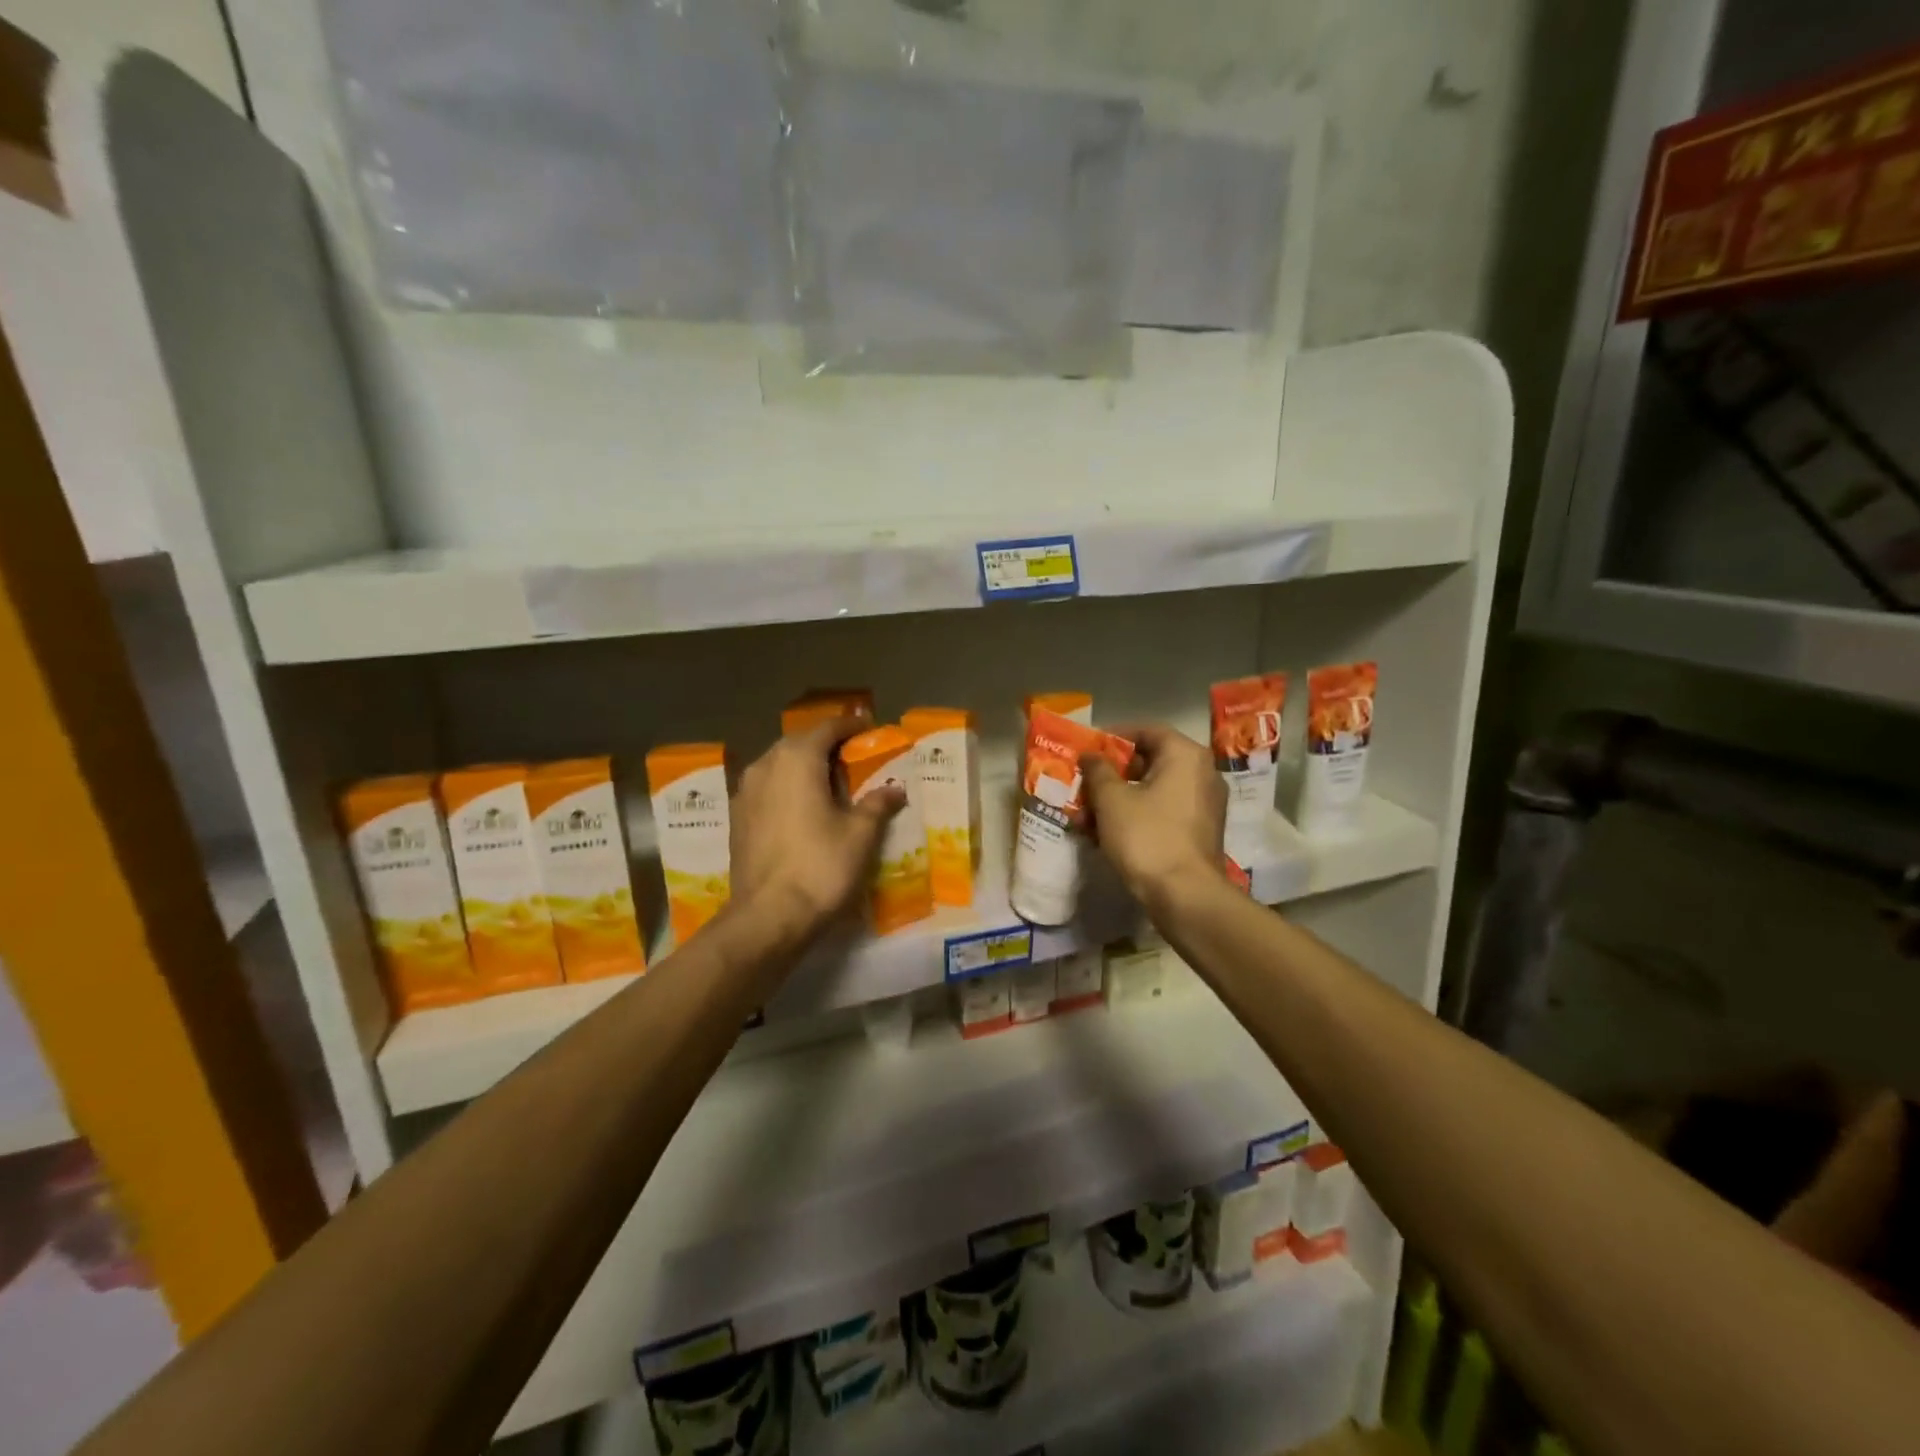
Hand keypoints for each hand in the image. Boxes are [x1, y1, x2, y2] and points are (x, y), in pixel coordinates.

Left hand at [730, 720, 904, 939]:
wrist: (768, 916)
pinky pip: (766, 788)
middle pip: (799, 743)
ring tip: (828, 782)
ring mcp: (745, 791)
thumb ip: (877, 804)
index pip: (827, 728)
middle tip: (853, 756)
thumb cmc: (821, 866)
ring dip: (804, 766)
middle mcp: (766, 765)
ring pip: (779, 765)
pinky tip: (802, 808)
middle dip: (826, 745)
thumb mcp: (860, 834)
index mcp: (797, 759)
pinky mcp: (737, 818)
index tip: (870, 728)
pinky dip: (787, 788)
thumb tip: (895, 788)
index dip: (851, 726)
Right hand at [1081, 724, 1226, 911]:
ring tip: (1085, 815)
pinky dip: (1135, 816)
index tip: (1088, 749)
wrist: (1185, 895)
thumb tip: (1090, 755)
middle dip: (1111, 774)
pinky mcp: (1199, 831)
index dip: (1114, 737)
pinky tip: (1104, 834)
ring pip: (1153, 790)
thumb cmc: (1147, 836)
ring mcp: (1204, 805)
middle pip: (1149, 761)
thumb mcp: (1112, 800)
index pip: (1147, 730)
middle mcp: (1202, 773)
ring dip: (1118, 799)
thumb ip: (1098, 770)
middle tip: (1083, 783)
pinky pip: (1162, 812)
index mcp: (1185, 756)